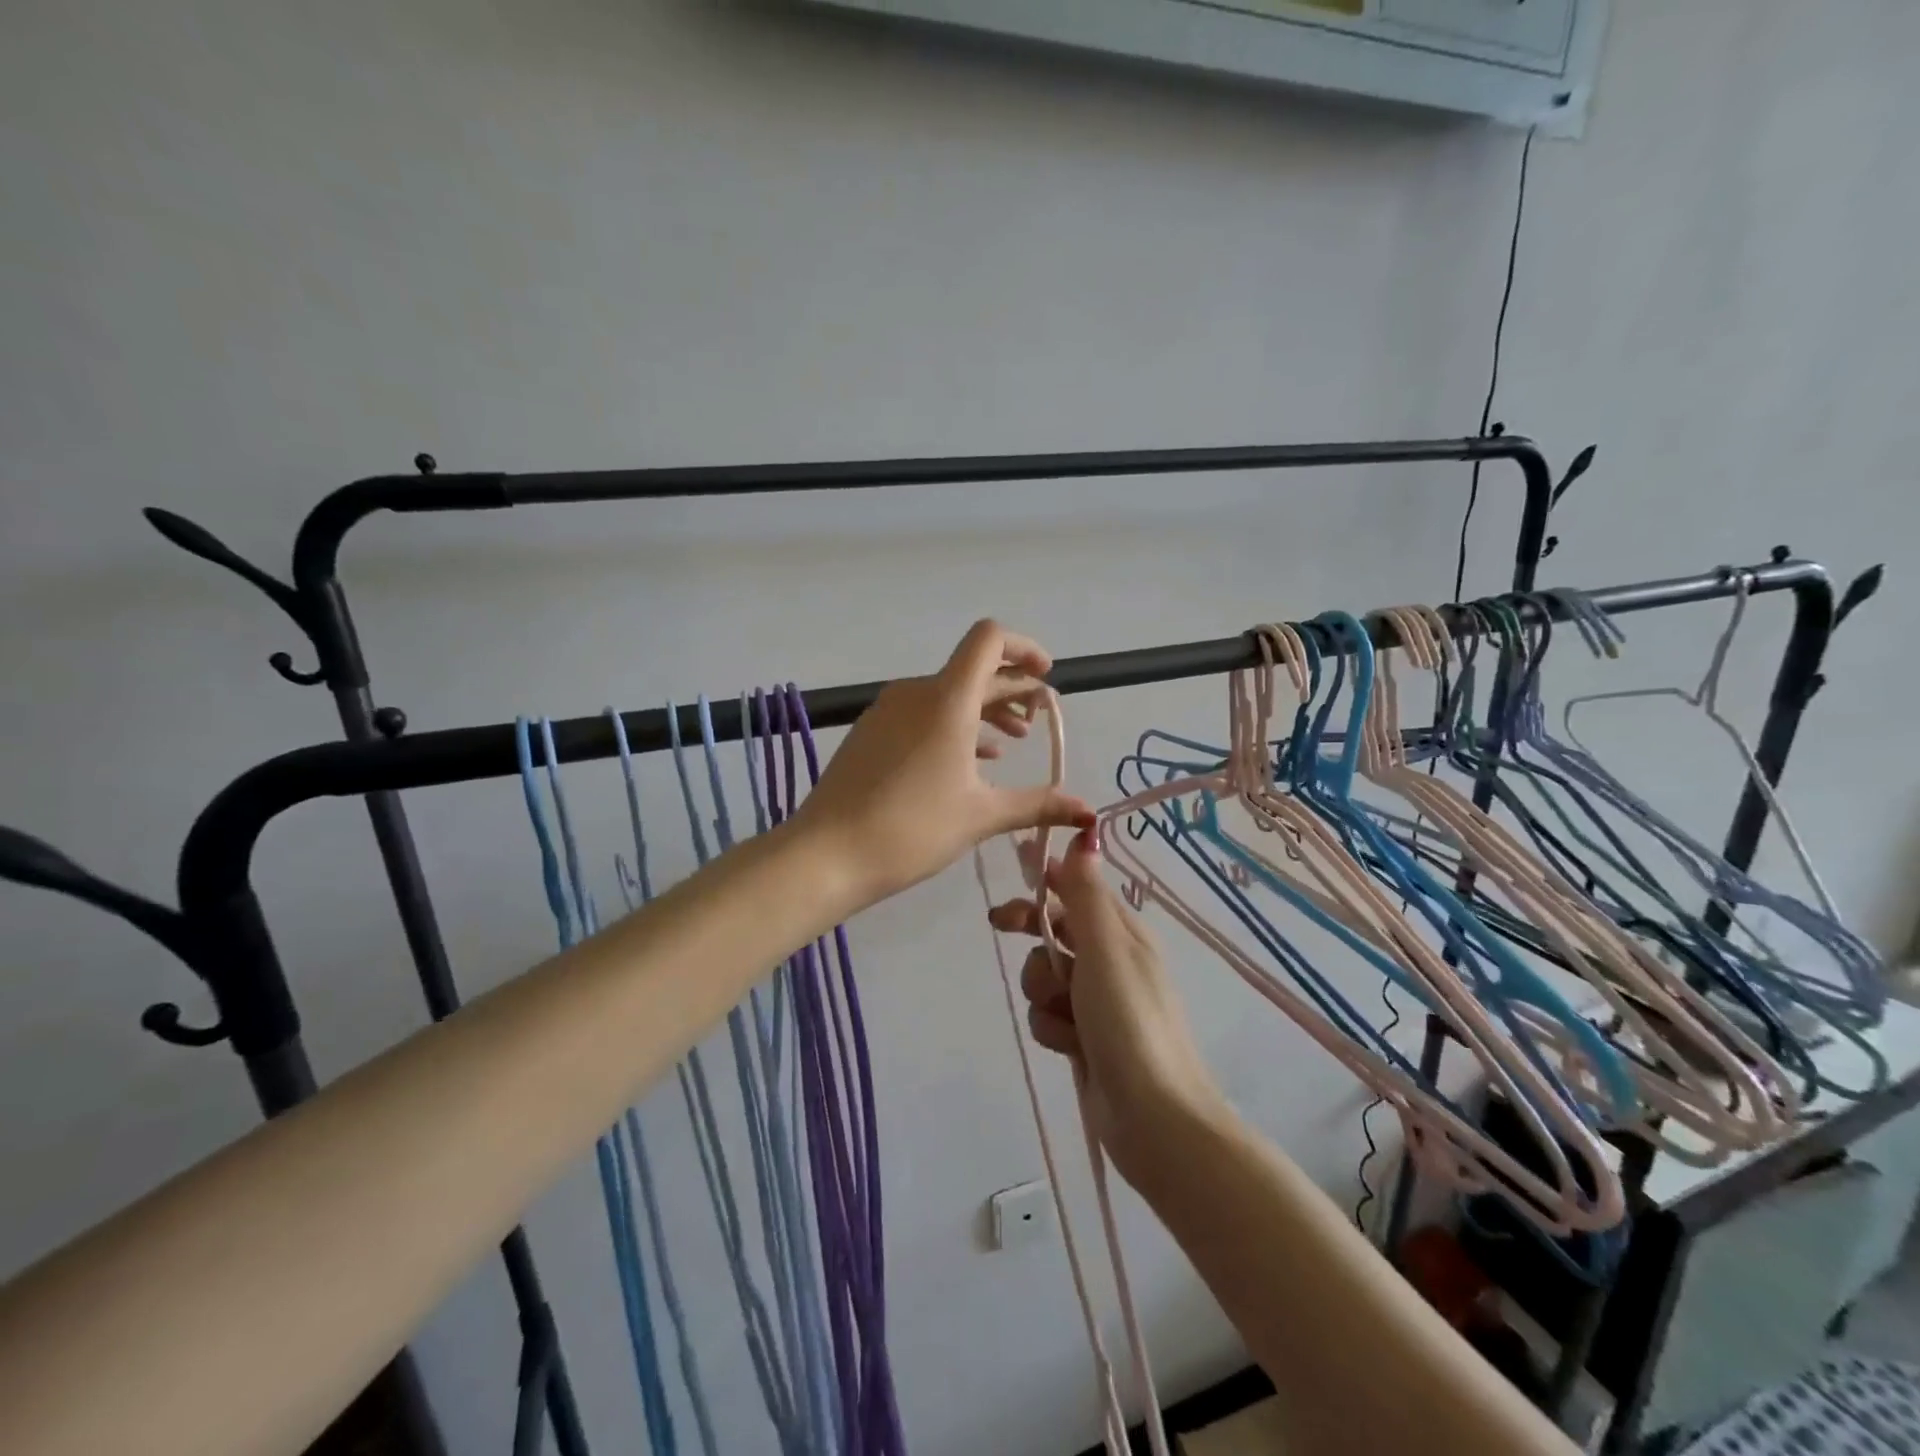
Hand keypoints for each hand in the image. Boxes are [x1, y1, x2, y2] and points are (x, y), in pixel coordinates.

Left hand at [795, 620, 1094, 909]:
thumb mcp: (981, 816)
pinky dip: (954, 726)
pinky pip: (922, 714)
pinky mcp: (871, 732)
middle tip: (1039, 719)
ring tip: (1012, 743)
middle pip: (973, 670)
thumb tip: (1088, 811)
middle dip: (1012, 689)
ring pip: (947, 694)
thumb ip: (1038, 805)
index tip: (1045, 677)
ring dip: (984, 711)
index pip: (989, 640)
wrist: (826, 855)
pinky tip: (970, 760)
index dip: (1023, 648)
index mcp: (946, 699)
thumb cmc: (912, 829)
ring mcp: (888, 711)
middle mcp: (916, 692)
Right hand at [988, 829, 1226, 1179]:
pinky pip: (1048, 1016)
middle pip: (1055, 931)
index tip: (1015, 867)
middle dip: (1033, 936)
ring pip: (1045, 977)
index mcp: (1123, 932)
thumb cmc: (1129, 1019)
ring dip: (1043, 992)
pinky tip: (1069, 1046)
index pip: (1078, 889)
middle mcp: (1110, 961)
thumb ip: (1087, 893)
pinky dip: (1052, 1028)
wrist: (1154, 1116)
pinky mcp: (1084, 1038)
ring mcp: (1097, 1002)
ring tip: (1065, 1016)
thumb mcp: (1106, 948)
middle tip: (999, 925)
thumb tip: (1086, 833)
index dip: (1046, 878)